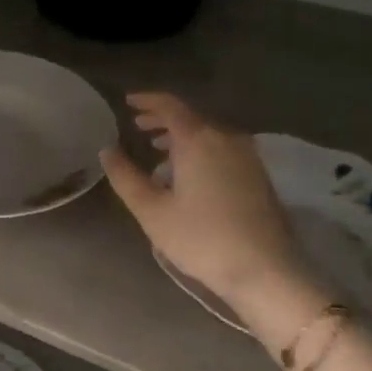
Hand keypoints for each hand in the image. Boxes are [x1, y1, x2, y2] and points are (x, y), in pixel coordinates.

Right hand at [100, 92, 309, 306]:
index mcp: (198, 140)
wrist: (264, 269)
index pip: (170, 106)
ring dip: (181, 136)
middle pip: (191, 117)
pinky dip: (199, 149)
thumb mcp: (151, 210)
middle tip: (138, 126)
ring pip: (208, 133)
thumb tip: (107, 151)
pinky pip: (222, 148)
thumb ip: (126, 177)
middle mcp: (226, 138)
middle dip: (162, 118)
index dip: (147, 100)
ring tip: (158, 150)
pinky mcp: (258, 174)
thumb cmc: (200, 238)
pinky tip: (187, 172)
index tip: (127, 102)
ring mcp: (247, 155)